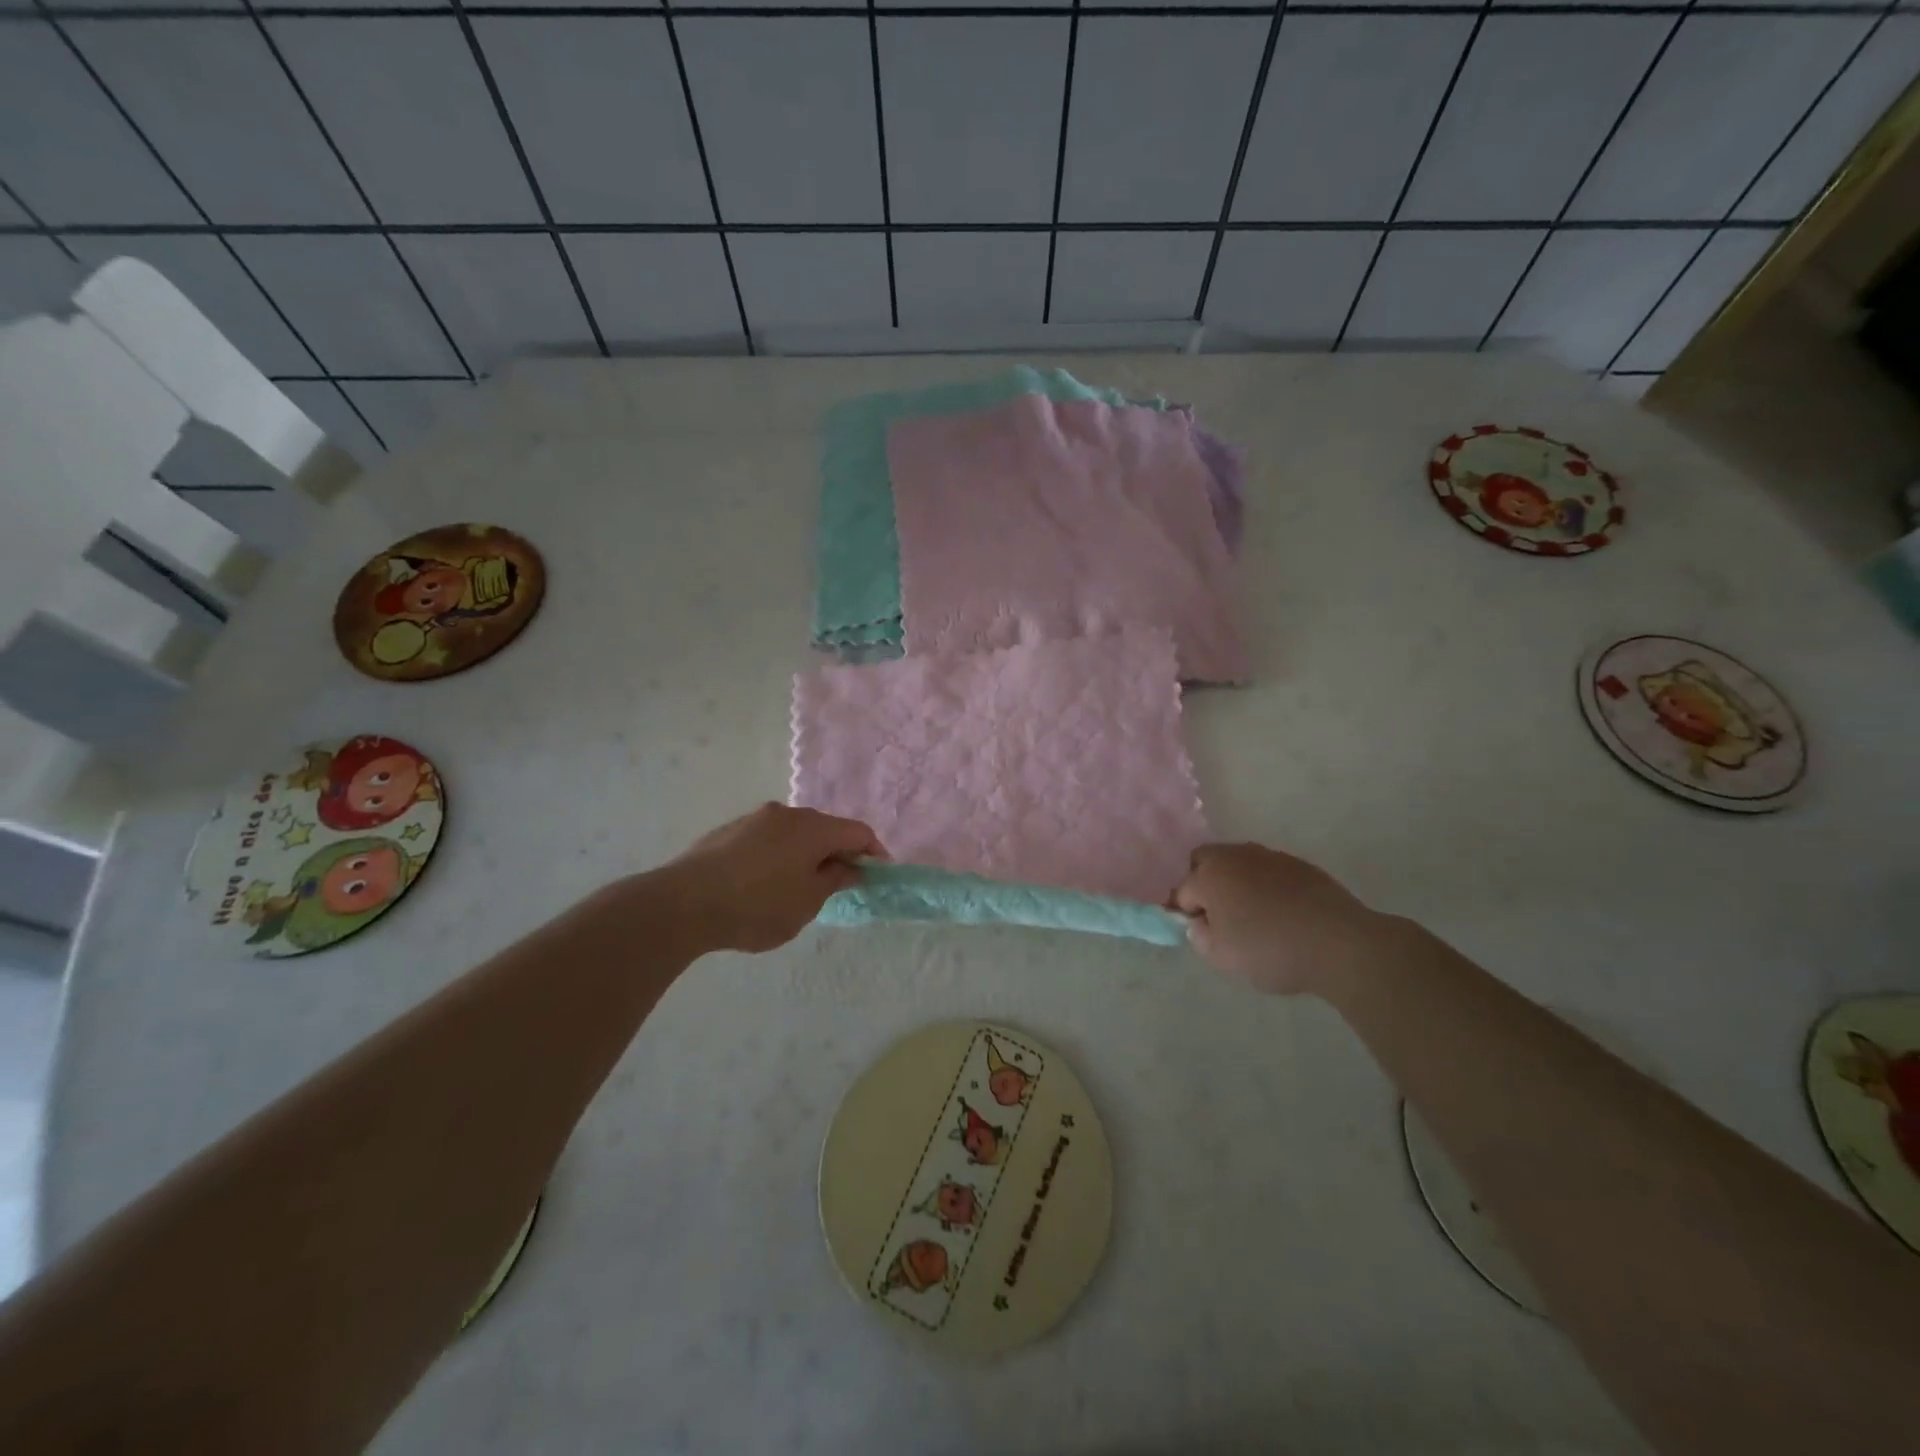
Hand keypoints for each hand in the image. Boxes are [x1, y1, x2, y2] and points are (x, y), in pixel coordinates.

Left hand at [664, 803, 885, 952]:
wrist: (683, 903)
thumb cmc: (757, 906)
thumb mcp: (807, 902)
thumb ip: (835, 880)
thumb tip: (850, 866)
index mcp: (813, 827)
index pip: (857, 831)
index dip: (873, 851)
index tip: (877, 874)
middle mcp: (786, 813)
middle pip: (825, 828)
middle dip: (837, 852)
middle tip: (839, 883)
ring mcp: (754, 819)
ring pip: (793, 833)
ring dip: (805, 854)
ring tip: (798, 887)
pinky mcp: (728, 831)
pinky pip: (767, 840)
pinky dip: (778, 856)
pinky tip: (763, 884)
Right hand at [1171, 843, 1386, 995]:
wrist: (1340, 944)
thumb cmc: (1270, 951)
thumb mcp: (1222, 958)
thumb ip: (1199, 937)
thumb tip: (1199, 923)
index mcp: (1209, 875)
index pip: (1182, 891)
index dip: (1184, 912)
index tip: (1196, 932)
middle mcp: (1236, 856)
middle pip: (1206, 861)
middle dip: (1204, 883)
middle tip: (1218, 916)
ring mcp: (1270, 856)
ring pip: (1239, 863)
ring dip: (1237, 882)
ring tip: (1253, 915)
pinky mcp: (1300, 865)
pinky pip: (1269, 871)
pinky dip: (1266, 886)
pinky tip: (1282, 913)